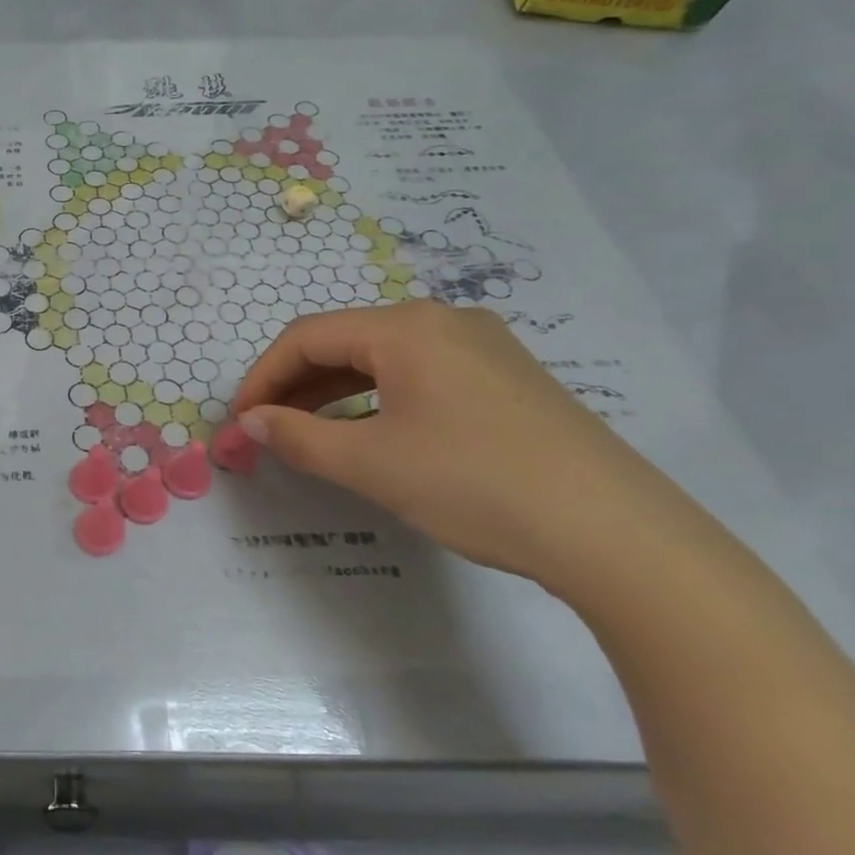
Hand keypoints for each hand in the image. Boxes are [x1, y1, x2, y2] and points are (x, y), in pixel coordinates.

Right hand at [232, 301, 698, 586]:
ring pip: (382, 358)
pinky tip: (370, 432)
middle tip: (266, 428)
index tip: (238, 420)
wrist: (617, 534)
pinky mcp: (507, 377)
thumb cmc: (475, 485)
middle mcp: (444, 320)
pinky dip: (378, 398)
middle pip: (344, 341)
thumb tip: (251, 421)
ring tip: (307, 433)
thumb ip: (299, 436)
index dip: (262, 376)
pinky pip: (419, 374)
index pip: (307, 337)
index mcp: (406, 327)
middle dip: (295, 384)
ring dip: (333, 392)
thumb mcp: (371, 464)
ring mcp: (483, 346)